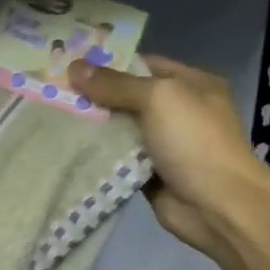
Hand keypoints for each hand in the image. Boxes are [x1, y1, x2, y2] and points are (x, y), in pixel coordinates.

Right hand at [68, 55, 269, 263]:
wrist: (217, 205)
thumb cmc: (194, 141)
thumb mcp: (158, 99)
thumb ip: (115, 84)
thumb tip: (74, 67)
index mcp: (191, 84)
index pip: (143, 65)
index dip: (108, 64)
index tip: (70, 65)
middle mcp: (179, 111)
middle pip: (128, 97)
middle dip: (94, 96)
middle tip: (54, 92)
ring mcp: (164, 144)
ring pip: (120, 129)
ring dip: (92, 127)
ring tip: (52, 118)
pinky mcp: (150, 173)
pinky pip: (118, 159)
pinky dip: (98, 156)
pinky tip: (68, 148)